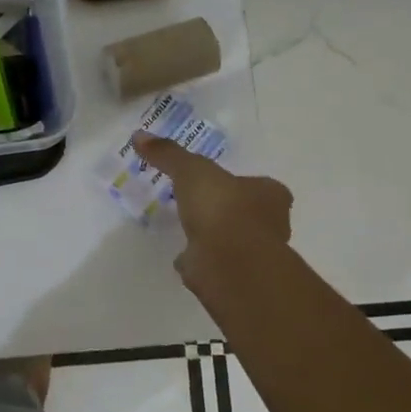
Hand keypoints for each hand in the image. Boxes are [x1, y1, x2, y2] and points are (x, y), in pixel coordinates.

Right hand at [130, 132, 292, 301]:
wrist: (228, 261)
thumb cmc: (222, 207)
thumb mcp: (191, 170)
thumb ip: (168, 154)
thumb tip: (139, 135)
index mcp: (271, 195)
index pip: (262, 185)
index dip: (240, 183)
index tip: (217, 182)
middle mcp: (270, 225)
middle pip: (249, 213)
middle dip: (227, 210)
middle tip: (200, 203)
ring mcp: (252, 254)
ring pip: (233, 239)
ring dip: (214, 235)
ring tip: (187, 227)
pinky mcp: (233, 275)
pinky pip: (214, 261)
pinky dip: (200, 258)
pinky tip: (182, 254)